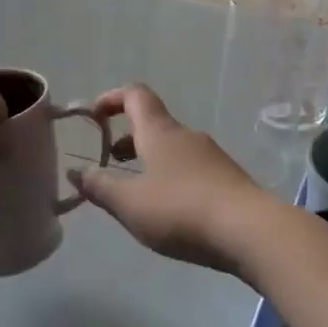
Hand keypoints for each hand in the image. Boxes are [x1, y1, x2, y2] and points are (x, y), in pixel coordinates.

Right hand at [69, 85, 272, 274]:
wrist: (250, 231)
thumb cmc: (181, 210)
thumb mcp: (130, 204)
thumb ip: (100, 187)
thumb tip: (76, 172)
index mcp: (161, 132)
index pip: (136, 95)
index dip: (112, 98)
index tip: (94, 116)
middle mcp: (188, 136)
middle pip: (154, 125)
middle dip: (127, 140)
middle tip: (109, 163)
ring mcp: (212, 157)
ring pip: (173, 150)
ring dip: (150, 162)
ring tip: (136, 193)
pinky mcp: (228, 180)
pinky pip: (191, 170)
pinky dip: (172, 179)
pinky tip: (169, 211)